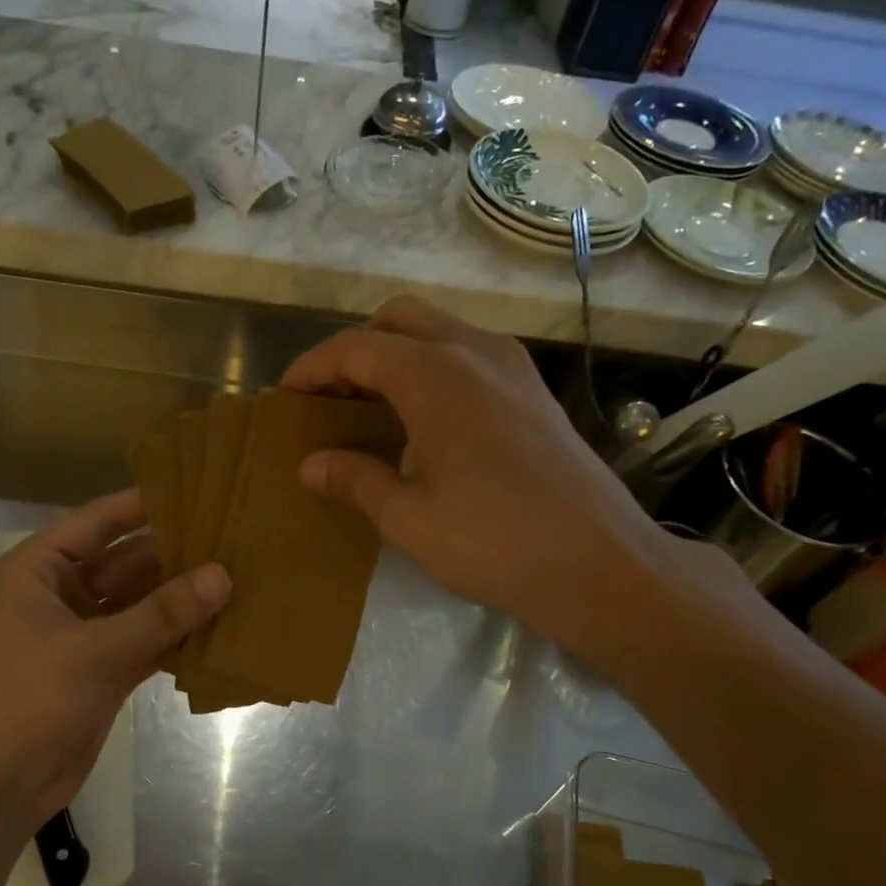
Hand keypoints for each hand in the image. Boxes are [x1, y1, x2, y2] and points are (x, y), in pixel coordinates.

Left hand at [0, 490, 228, 832]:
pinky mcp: (105, 668)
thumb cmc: (29, 700)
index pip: (100, 521)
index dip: (148, 504)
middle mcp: (64, 592)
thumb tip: (224, 575)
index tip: (202, 489)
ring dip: (183, 596)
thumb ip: (162, 613)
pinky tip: (223, 624)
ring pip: (142, 602)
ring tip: (241, 576)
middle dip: (177, 554)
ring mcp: (87, 632)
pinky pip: (149, 638)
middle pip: (128, 561)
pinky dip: (178, 635)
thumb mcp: (96, 650)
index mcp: (41, 569)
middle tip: (236, 538)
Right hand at [281, 297, 703, 663]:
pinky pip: (470, 355)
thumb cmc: (494, 543)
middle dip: (355, 350)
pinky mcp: (535, 391)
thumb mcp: (409, 519)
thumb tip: (310, 465)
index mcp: (435, 375)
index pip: (355, 348)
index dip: (312, 367)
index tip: (285, 397)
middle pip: (398, 320)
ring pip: (439, 331)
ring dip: (397, 356)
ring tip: (371, 409)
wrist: (601, 564)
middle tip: (330, 399)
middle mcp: (474, 352)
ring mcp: (513, 367)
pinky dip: (434, 369)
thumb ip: (355, 480)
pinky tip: (425, 422)